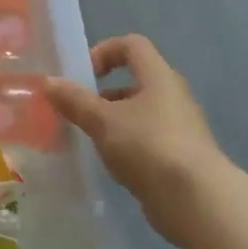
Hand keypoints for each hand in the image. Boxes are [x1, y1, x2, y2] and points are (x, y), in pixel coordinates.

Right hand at [46, 35, 227, 248]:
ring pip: (139, 113)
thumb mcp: (102, 120)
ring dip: (113, 122)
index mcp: (158, 77)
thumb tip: (48, 81)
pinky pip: (148, 141)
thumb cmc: (148, 146)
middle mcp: (173, 97)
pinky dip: (127, 146)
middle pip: (134, 81)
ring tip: (91, 140)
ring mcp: (181, 129)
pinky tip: (112, 165)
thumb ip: (74, 100)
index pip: (132, 45)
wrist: (199, 203)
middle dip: (102, 94)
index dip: (104, 51)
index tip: (84, 74)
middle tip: (80, 111)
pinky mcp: (182, 158)